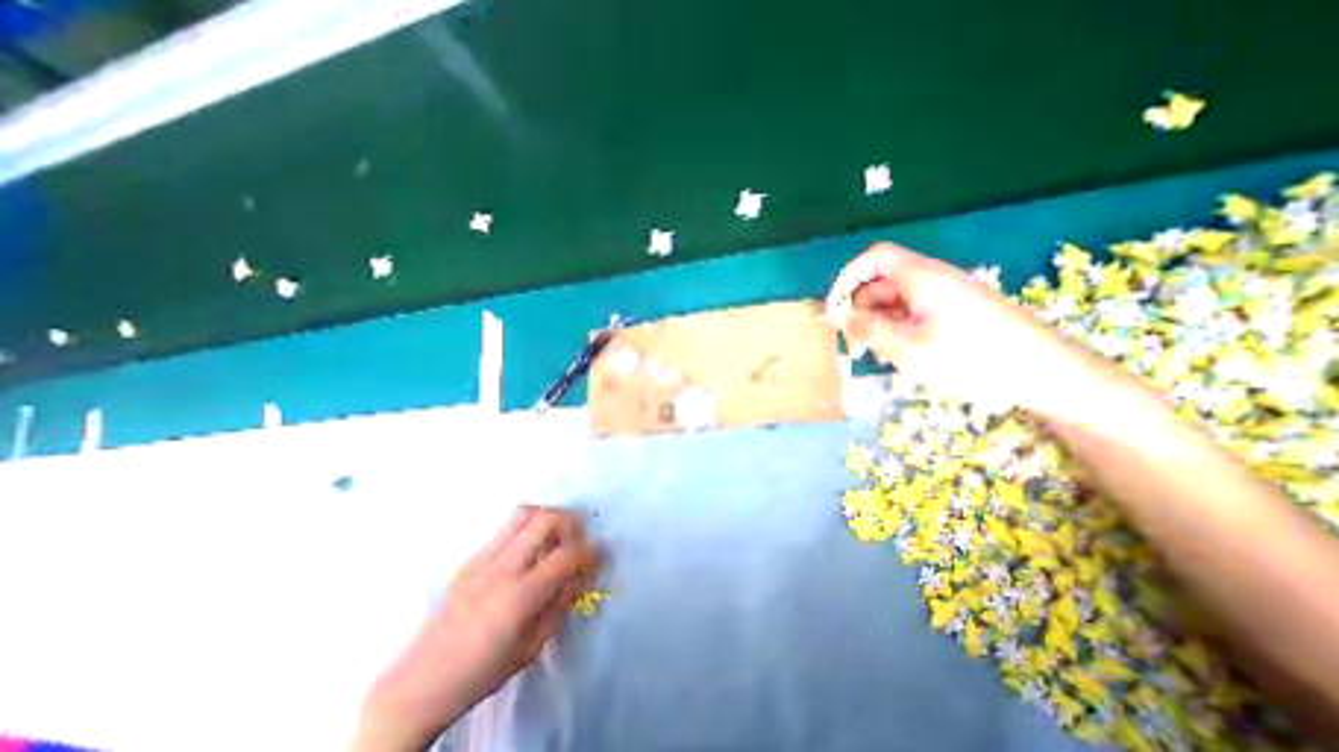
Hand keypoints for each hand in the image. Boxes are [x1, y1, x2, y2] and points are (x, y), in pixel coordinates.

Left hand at [360, 506, 605, 751]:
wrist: (418, 684)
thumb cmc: (481, 673)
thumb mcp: (531, 647)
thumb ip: (560, 604)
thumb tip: (580, 575)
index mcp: (520, 595)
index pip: (567, 556)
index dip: (591, 550)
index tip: (601, 551)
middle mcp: (503, 567)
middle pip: (545, 519)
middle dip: (571, 520)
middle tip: (579, 535)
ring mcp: (483, 558)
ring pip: (523, 513)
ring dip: (547, 516)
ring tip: (555, 534)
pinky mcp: (470, 558)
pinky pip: (505, 527)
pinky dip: (526, 526)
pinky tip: (528, 547)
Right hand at [827, 240, 1098, 414]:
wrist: (1046, 374)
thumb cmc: (972, 359)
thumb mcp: (909, 347)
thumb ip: (868, 329)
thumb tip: (840, 317)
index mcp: (922, 278)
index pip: (874, 259)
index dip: (848, 278)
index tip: (835, 309)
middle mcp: (932, 281)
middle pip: (882, 283)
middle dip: (861, 310)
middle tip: (855, 345)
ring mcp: (945, 298)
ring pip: (896, 302)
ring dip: (879, 325)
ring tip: (879, 355)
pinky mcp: (956, 313)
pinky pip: (914, 314)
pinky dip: (899, 330)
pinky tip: (902, 354)